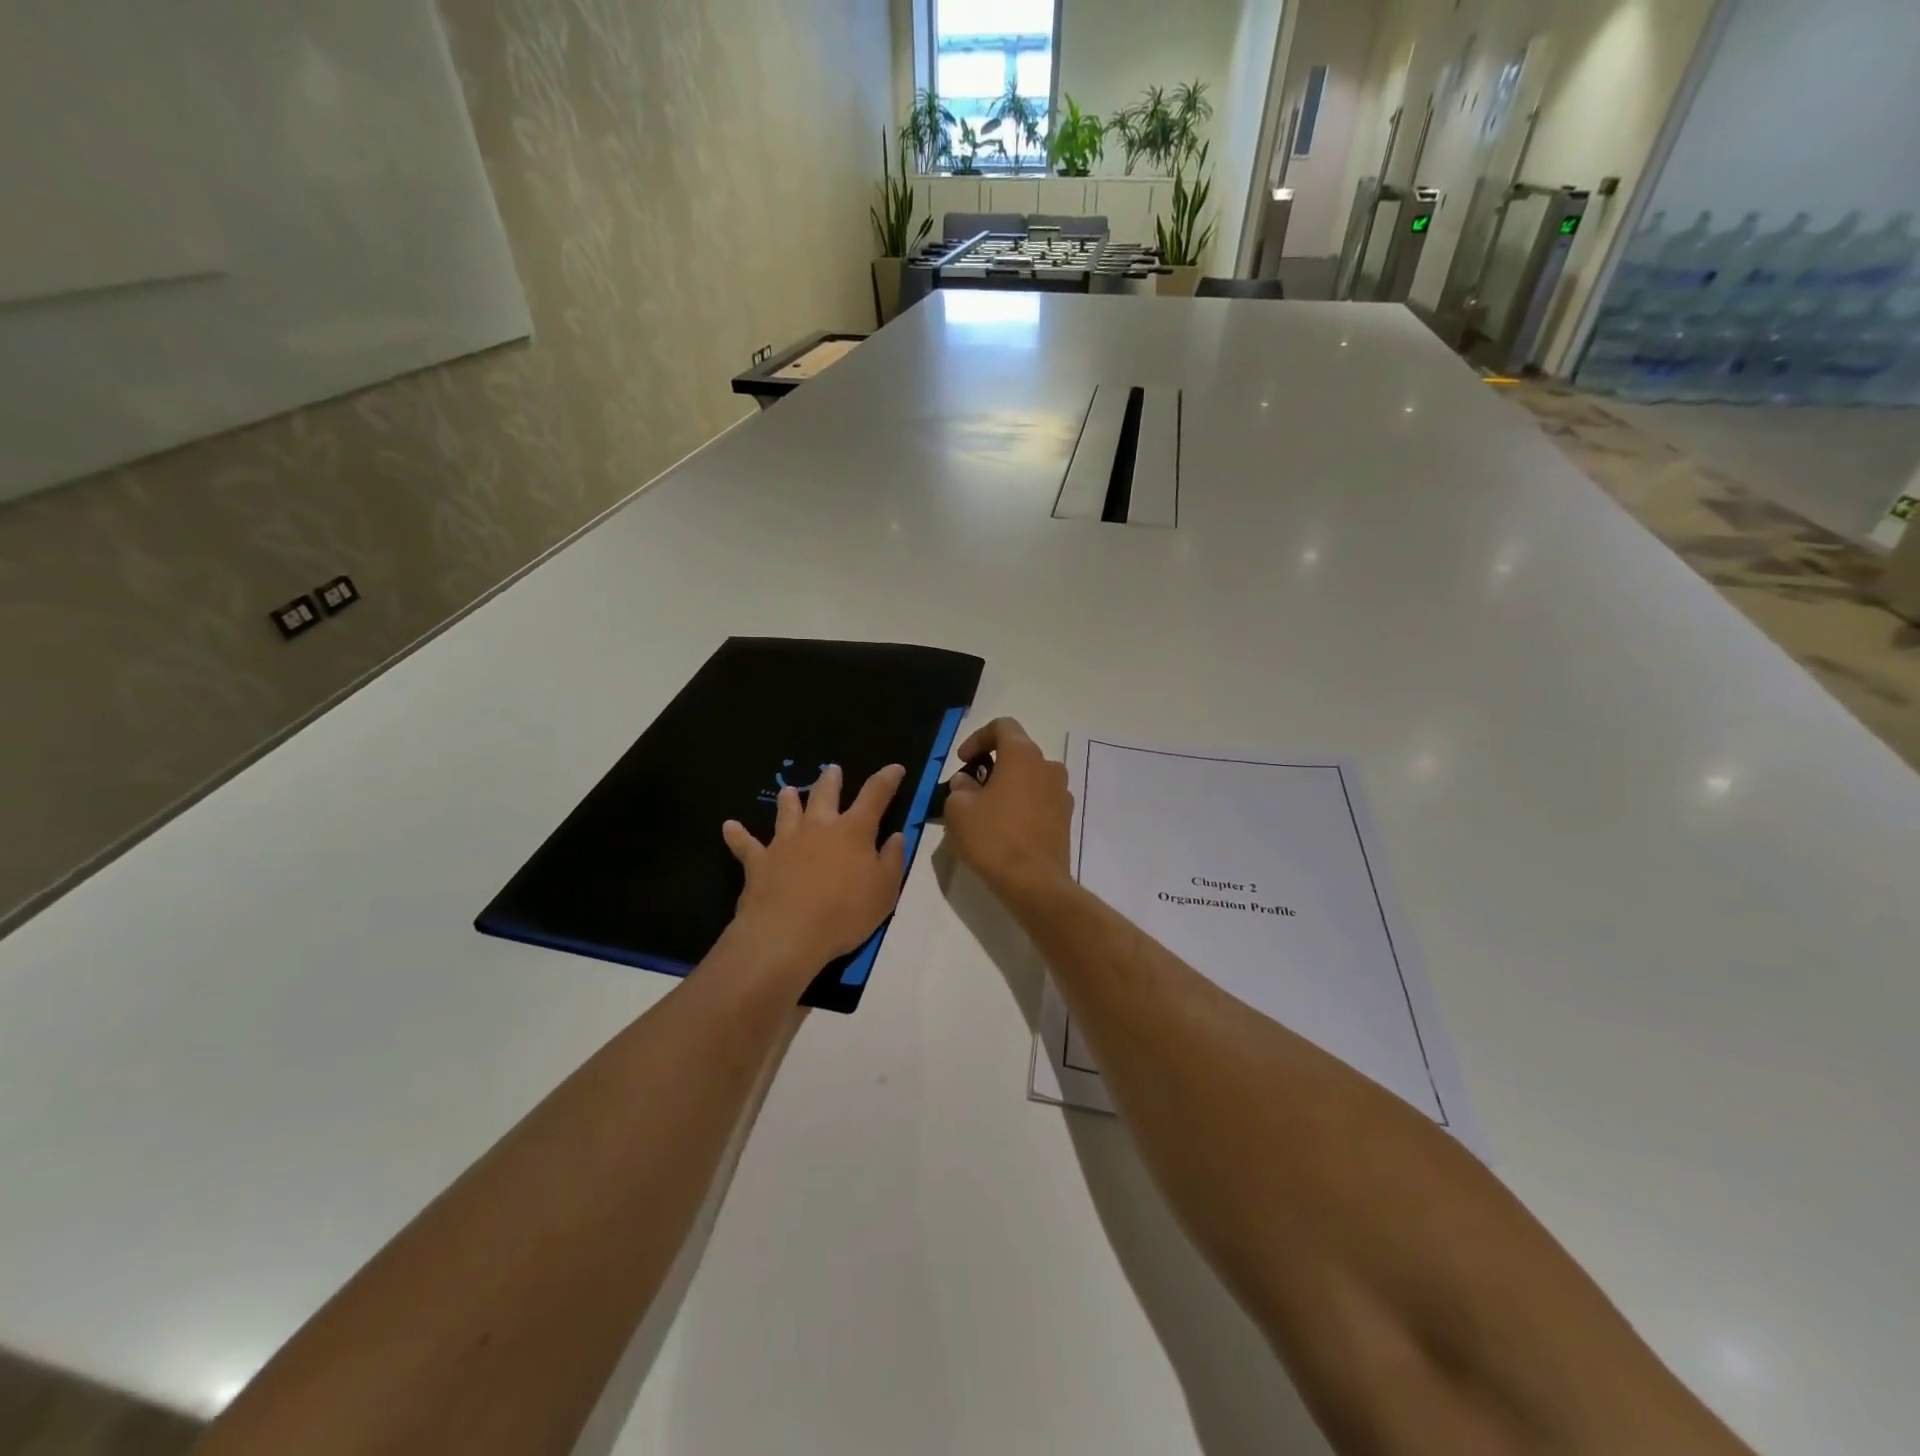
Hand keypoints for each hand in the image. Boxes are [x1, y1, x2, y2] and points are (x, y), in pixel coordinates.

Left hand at [721, 764, 907, 979]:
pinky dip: (738, 835)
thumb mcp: (885, 890)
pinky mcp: (758, 861)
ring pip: (786, 812)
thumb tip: (895, 835)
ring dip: (788, 800)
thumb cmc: (844, 913)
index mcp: (854, 831)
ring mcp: (785, 842)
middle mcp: (818, 827)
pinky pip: (746, 845)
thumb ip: (892, 860)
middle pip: (825, 794)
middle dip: (831, 780)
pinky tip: (729, 827)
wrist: (788, 934)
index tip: (894, 768)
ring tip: (788, 790)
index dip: (886, 779)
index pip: (875, 795)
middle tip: (832, 769)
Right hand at [939, 718, 1072, 900]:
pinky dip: (1022, 804)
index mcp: (1023, 755)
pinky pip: (1040, 799)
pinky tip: (1005, 827)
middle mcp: (1048, 766)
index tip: (963, 760)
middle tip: (970, 787)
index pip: (1003, 726)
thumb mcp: (959, 809)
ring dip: (1009, 785)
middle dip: (992, 764)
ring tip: (987, 809)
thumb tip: (968, 782)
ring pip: (1030, 777)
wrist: (1034, 883)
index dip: (978, 737)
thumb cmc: (993, 838)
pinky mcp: (1066, 818)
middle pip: (1018, 752)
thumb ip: (960, 787)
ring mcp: (1062, 793)